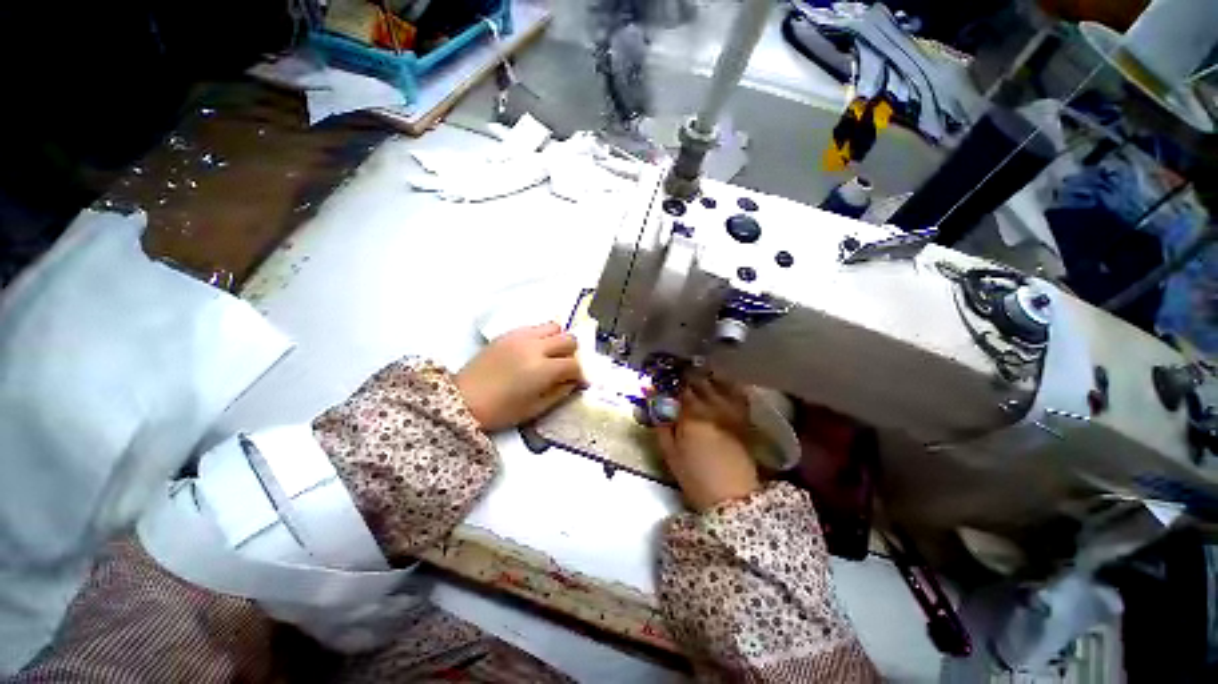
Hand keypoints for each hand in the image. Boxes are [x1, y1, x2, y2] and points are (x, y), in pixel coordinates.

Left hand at [456, 323, 585, 431]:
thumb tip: (573, 382)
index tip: (580, 382)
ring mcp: (521, 337)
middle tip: (566, 367)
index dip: (580, 374)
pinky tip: (534, 351)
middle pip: (568, 340)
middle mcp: (535, 347)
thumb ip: (560, 392)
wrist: (463, 399)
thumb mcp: (535, 408)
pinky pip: (535, 327)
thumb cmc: (501, 410)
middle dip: (573, 354)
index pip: (573, 364)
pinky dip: (542, 336)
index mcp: (542, 369)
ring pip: (554, 326)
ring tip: (551, 355)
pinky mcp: (509, 333)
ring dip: (558, 340)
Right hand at [656, 376, 759, 511]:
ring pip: (717, 384)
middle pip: (698, 383)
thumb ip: (661, 428)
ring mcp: (730, 411)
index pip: (678, 390)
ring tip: (698, 377)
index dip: (670, 384)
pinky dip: (728, 386)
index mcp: (690, 417)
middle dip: (687, 378)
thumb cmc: (696, 478)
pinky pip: (737, 394)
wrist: (733, 497)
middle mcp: (711, 408)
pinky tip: (721, 384)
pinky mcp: (744, 418)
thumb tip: (655, 408)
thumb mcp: (670, 456)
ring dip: (706, 378)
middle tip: (680, 377)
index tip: (665, 383)